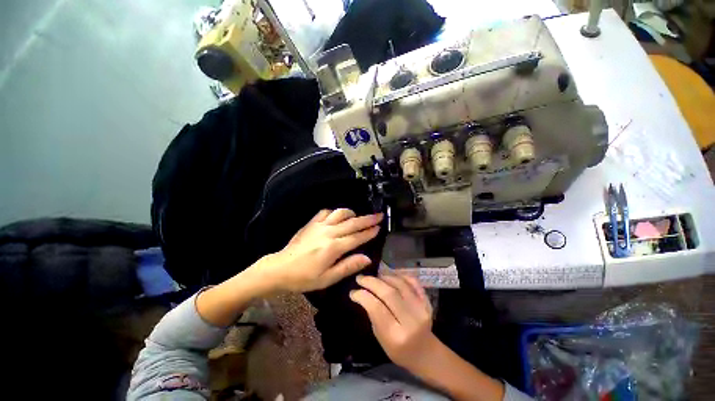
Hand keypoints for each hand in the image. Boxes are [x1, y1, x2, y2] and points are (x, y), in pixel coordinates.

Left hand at [258, 209, 382, 292]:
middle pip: (352, 223)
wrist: (280, 269)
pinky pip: (326, 212)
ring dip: (352, 213)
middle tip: (379, 215)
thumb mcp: (327, 278)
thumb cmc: (304, 277)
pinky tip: (338, 216)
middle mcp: (329, 232)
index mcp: (334, 247)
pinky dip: (335, 212)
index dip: (369, 232)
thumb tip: (367, 258)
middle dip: (367, 219)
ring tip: (358, 216)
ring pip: (340, 213)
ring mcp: (319, 225)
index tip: (379, 227)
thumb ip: (348, 266)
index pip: (357, 237)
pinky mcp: (311, 223)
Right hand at [349, 273, 437, 371]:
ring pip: (400, 284)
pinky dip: (400, 275)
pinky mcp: (427, 301)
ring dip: (384, 276)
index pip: (377, 308)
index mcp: (396, 335)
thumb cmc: (399, 349)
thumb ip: (373, 315)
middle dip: (371, 282)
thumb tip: (362, 293)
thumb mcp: (381, 338)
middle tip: (360, 278)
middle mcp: (410, 320)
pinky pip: (413, 281)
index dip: (363, 296)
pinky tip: (390, 275)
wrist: (425, 352)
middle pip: (388, 293)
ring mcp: (422, 309)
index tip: (353, 291)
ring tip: (374, 276)